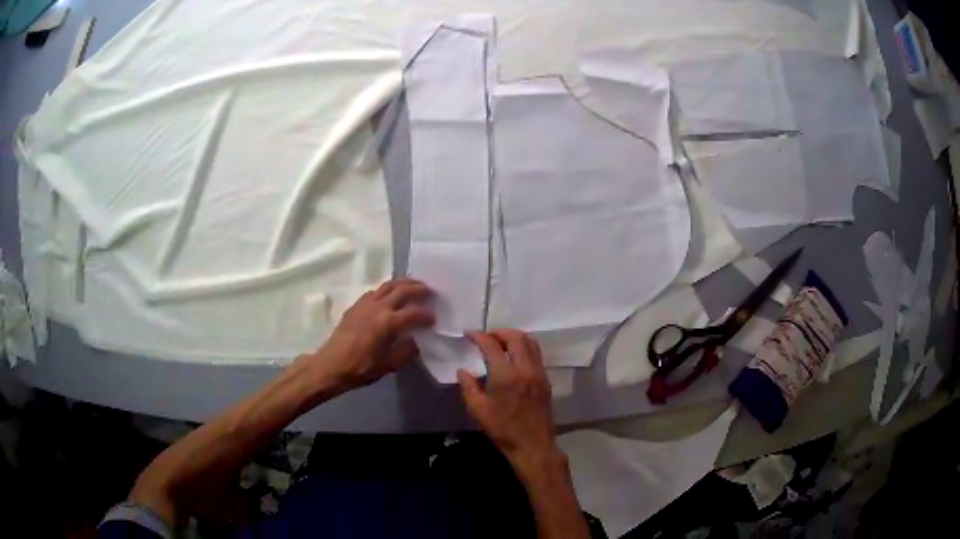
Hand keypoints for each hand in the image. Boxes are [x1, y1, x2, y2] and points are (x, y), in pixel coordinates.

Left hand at [300, 278, 434, 389]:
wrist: (331, 365)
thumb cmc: (361, 368)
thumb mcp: (389, 365)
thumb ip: (406, 351)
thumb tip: (416, 340)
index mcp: (388, 322)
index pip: (414, 312)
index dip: (426, 315)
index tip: (433, 320)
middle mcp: (378, 307)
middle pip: (402, 289)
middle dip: (418, 288)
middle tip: (430, 291)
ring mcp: (365, 303)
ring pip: (388, 284)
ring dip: (403, 283)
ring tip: (413, 285)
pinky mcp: (356, 305)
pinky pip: (375, 290)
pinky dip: (387, 289)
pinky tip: (390, 296)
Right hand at [457, 329, 560, 471]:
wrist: (532, 444)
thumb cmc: (502, 429)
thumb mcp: (478, 410)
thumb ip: (468, 387)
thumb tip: (462, 370)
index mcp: (506, 376)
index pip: (492, 345)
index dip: (479, 336)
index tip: (469, 334)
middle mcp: (525, 368)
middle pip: (515, 337)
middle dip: (499, 332)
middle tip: (486, 336)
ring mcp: (538, 373)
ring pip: (530, 342)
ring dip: (514, 337)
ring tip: (500, 343)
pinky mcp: (545, 379)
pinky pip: (536, 354)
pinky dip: (524, 348)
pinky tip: (514, 358)